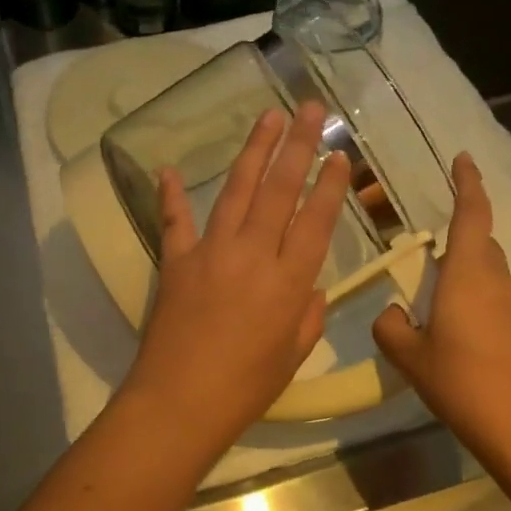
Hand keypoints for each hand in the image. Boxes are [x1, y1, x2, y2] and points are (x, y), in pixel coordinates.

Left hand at [119, 101, 351, 453]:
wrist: (179, 401)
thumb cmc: (244, 388)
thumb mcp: (291, 357)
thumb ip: (308, 317)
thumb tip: (313, 289)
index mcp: (289, 281)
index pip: (316, 221)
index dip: (330, 185)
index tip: (340, 155)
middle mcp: (254, 254)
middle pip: (280, 190)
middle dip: (298, 146)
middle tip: (311, 109)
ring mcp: (212, 251)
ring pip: (237, 191)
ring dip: (254, 151)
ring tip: (268, 117)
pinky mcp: (177, 260)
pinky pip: (175, 220)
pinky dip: (171, 194)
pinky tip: (170, 169)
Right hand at [372, 152, 510, 442]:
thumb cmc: (463, 381)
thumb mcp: (410, 356)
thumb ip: (391, 327)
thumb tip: (394, 314)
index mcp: (468, 274)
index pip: (471, 214)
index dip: (467, 183)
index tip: (463, 159)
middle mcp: (498, 281)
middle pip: (481, 243)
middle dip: (459, 236)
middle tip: (425, 251)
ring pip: (488, 274)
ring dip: (464, 275)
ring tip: (434, 302)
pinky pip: (496, 301)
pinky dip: (476, 302)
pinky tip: (456, 334)